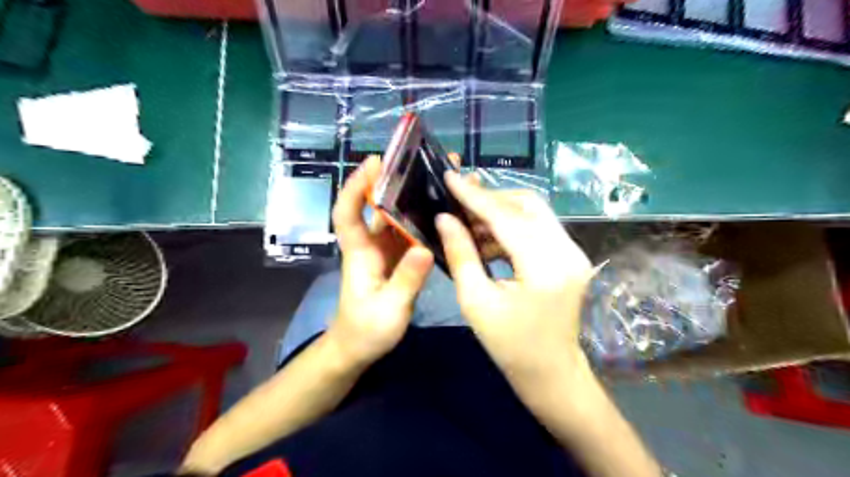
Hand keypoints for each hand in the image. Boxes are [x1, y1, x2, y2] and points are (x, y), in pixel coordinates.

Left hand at [326, 156, 432, 367]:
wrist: (358, 348)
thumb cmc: (365, 330)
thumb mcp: (388, 309)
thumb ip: (406, 280)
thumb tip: (425, 247)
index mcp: (360, 254)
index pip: (347, 214)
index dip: (355, 187)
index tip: (373, 162)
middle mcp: (372, 245)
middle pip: (378, 206)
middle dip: (394, 180)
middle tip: (421, 159)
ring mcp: (386, 251)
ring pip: (397, 216)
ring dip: (414, 196)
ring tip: (441, 178)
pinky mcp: (398, 259)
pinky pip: (410, 233)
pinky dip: (423, 219)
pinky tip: (444, 211)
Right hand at [435, 173, 591, 385]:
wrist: (551, 372)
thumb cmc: (510, 345)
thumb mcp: (476, 301)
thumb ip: (461, 254)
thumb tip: (444, 218)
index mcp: (545, 267)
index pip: (506, 217)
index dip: (474, 196)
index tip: (450, 177)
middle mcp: (567, 251)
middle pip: (527, 204)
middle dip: (490, 198)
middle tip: (458, 201)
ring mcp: (574, 252)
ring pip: (534, 212)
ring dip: (500, 212)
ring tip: (468, 223)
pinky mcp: (570, 256)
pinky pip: (538, 227)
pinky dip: (512, 226)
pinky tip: (488, 237)